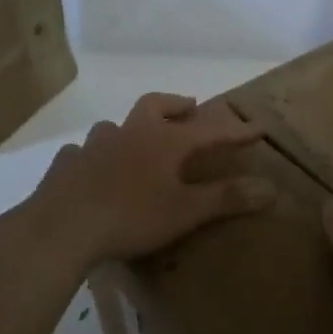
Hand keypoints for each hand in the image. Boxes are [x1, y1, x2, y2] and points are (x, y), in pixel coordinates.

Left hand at [9, 93, 273, 268]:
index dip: (235, 130)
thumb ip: (226, 198)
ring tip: (139, 142)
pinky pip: (83, 151)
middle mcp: (129, 133)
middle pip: (156, 105)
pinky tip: (94, 168)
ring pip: (116, 125)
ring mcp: (94, 145)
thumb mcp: (185, 211)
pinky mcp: (67, 164)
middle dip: (177, 105)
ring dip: (132, 128)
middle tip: (190, 109)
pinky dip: (95, 155)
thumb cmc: (131, 217)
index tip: (258, 128)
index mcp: (163, 141)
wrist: (62, 228)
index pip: (209, 130)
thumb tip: (270, 188)